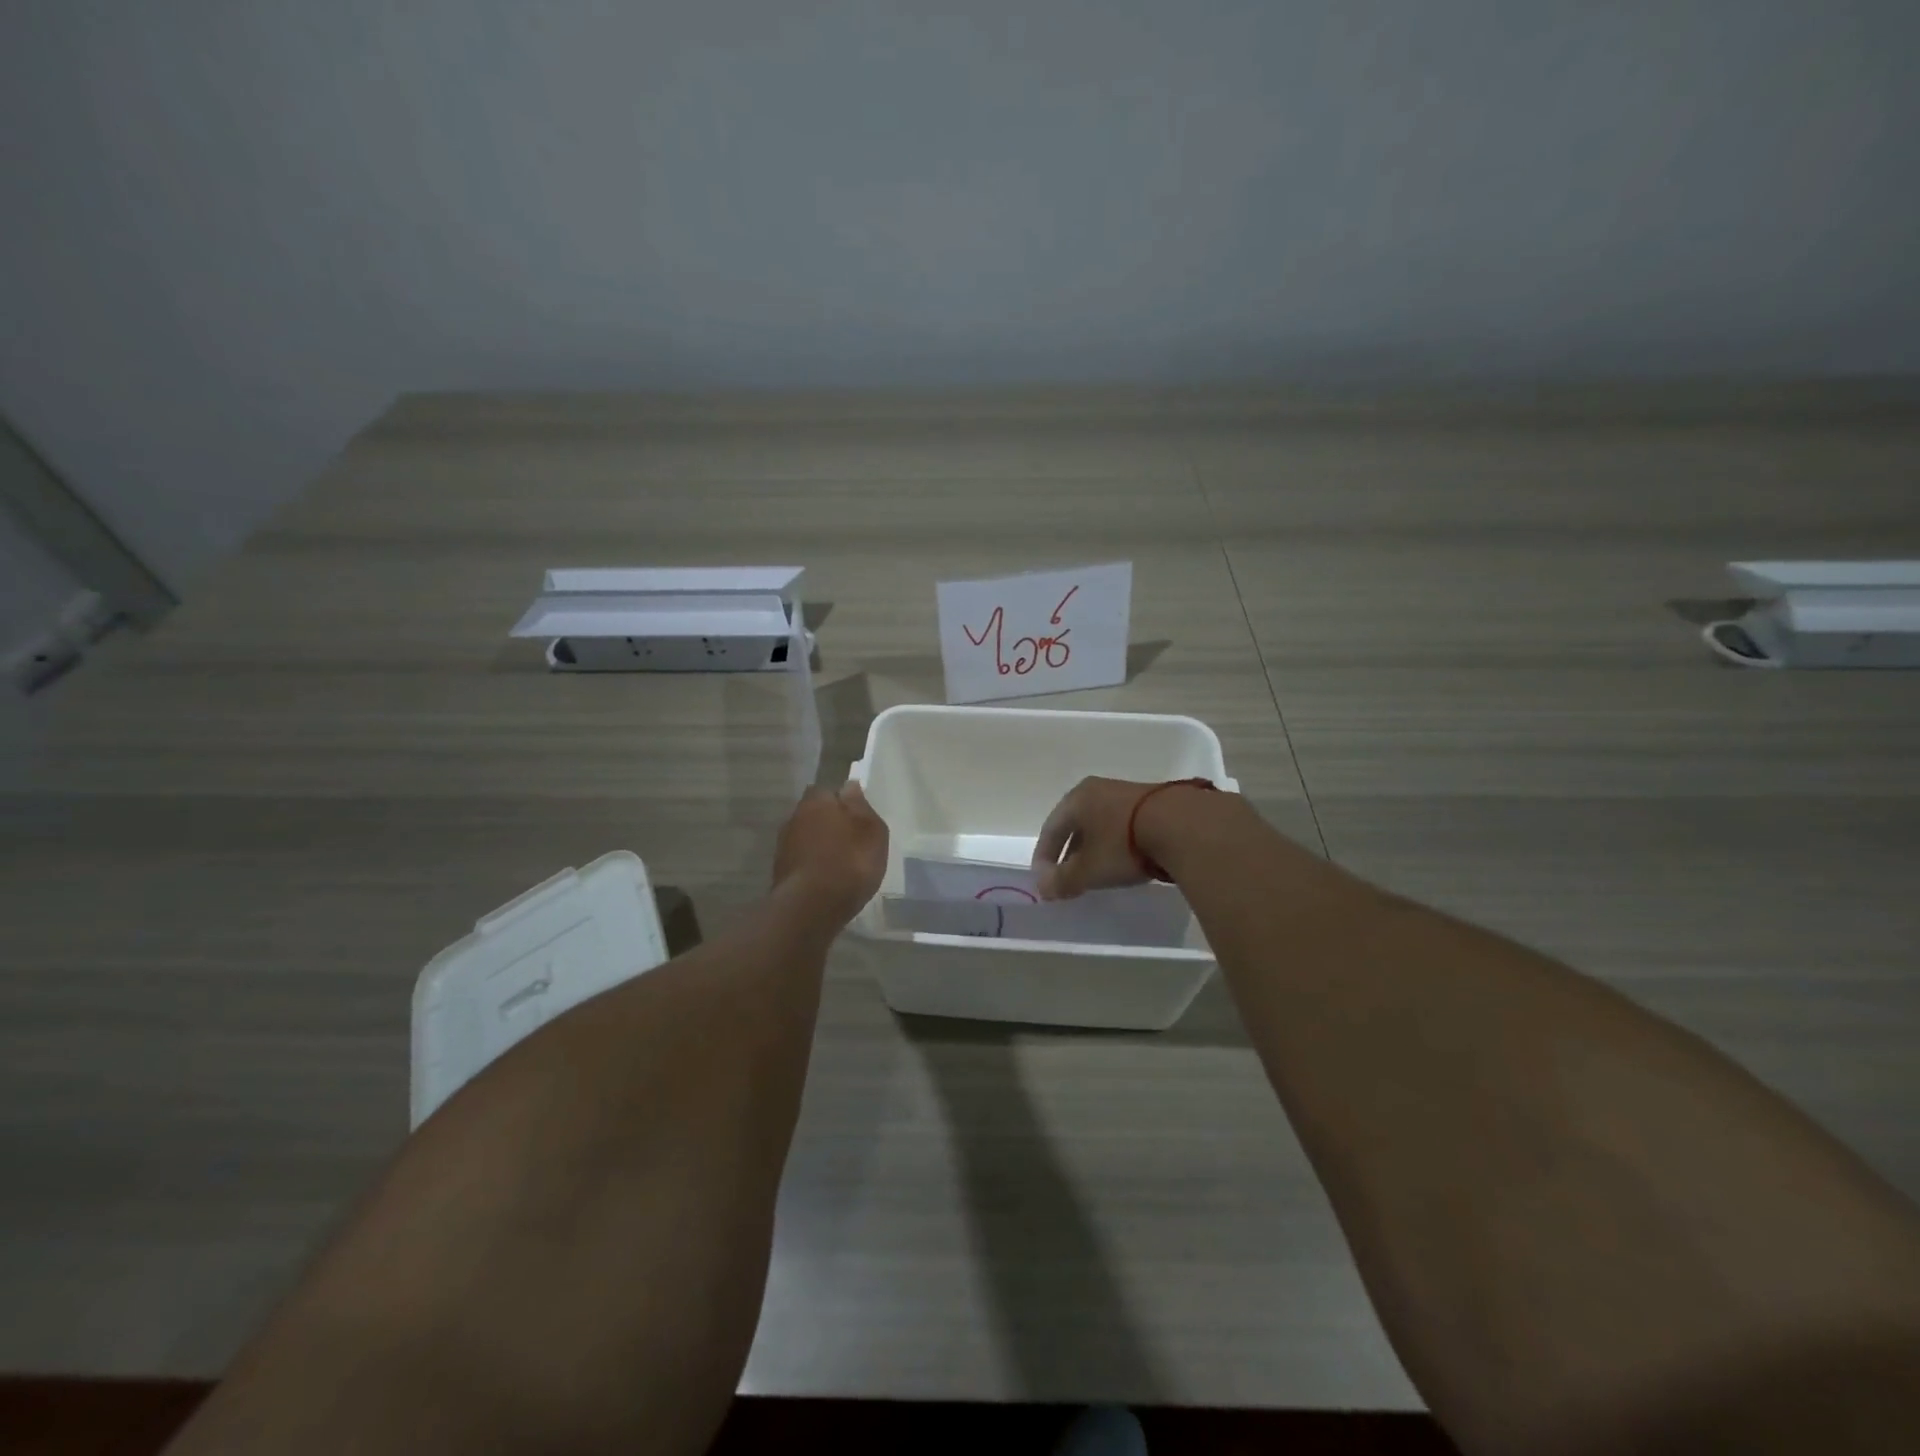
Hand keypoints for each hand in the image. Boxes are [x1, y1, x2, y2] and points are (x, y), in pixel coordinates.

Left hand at [772, 782, 888, 923]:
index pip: (828, 791)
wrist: (812, 907)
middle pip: (814, 814)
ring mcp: (783, 845)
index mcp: (817, 800)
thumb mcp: (872, 831)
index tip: (856, 818)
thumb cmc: (850, 862)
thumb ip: (861, 807)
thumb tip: (850, 787)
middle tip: (850, 841)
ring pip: (806, 837)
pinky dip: (812, 865)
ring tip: (839, 863)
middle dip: (828, 823)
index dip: (842, 803)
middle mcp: (795, 816)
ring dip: (819, 845)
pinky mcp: (780, 871)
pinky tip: (826, 879)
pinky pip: (801, 860)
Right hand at [1031, 776, 1171, 900]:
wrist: (1183, 826)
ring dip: (1094, 848)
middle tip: (1068, 876)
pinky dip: (1117, 843)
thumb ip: (1062, 881)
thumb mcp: (1088, 870)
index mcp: (1077, 798)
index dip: (1044, 857)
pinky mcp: (1155, 802)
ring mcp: (1128, 793)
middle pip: (1076, 824)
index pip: (1051, 828)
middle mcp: (1099, 790)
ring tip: (1098, 871)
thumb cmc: (1123, 845)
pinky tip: (1126, 860)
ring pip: (1101, 824)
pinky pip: (1124, 825)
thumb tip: (1043, 889)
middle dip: (1070, 852)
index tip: (1044, 880)